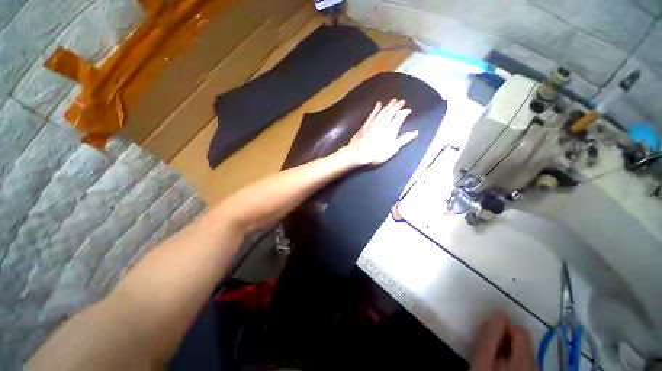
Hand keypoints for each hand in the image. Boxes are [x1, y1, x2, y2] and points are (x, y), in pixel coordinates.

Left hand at [345, 99, 417, 165]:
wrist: (357, 153)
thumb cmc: (376, 154)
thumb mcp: (392, 150)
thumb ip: (403, 140)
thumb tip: (415, 132)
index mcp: (392, 129)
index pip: (401, 116)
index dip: (405, 112)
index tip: (409, 110)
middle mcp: (384, 122)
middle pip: (392, 111)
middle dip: (398, 105)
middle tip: (402, 101)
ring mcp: (374, 122)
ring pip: (383, 110)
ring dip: (389, 105)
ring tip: (393, 100)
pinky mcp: (366, 124)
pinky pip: (373, 113)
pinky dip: (376, 108)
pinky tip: (378, 104)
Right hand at [471, 313, 535, 370]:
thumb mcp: (482, 362)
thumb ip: (490, 337)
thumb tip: (499, 314)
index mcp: (524, 359)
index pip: (519, 330)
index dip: (502, 329)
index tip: (489, 339)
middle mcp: (535, 366)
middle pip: (522, 342)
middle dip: (504, 342)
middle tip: (489, 354)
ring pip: (523, 354)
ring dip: (507, 353)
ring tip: (493, 364)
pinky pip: (524, 365)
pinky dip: (512, 363)